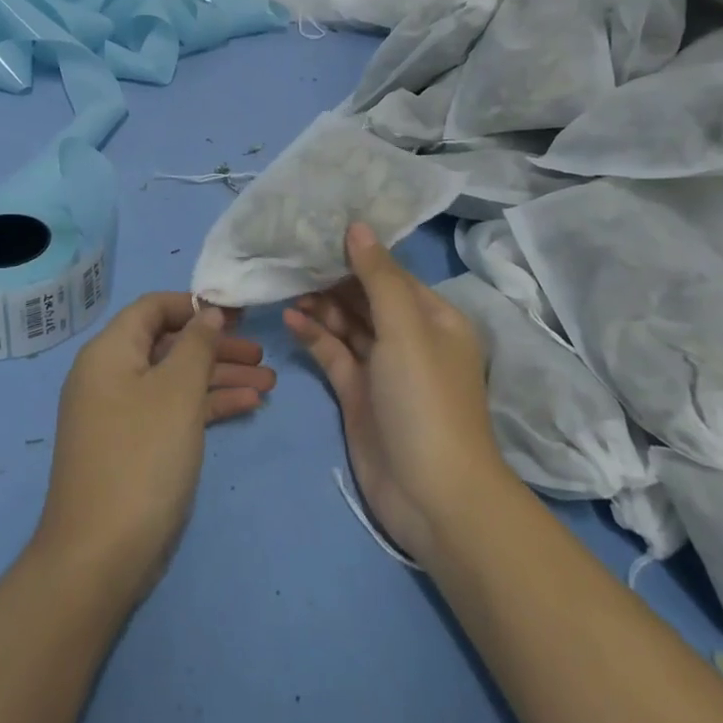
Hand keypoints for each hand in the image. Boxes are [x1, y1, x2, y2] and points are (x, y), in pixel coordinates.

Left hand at [33, 292, 274, 603]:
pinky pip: (173, 411)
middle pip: (169, 344)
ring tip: (269, 384)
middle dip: (216, 347)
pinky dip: (207, 406)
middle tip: (262, 354)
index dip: (195, 305)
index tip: (238, 314)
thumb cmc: (142, 457)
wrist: (100, 555)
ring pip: (176, 380)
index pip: (153, 308)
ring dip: (220, 378)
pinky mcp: (134, 447)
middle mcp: (111, 376)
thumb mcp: (177, 392)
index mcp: (110, 352)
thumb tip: (207, 313)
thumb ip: (197, 345)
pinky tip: (247, 406)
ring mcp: (121, 414)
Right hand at [285, 223, 507, 562]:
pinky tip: (291, 318)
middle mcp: (410, 338)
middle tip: (292, 257)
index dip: (358, 253)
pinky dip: (315, 336)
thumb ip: (379, 277)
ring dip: (321, 305)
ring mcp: (383, 368)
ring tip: (287, 286)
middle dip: (334, 278)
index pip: (392, 274)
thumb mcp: (406, 330)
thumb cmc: (426, 400)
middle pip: (367, 297)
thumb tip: (358, 226)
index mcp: (434, 318)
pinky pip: (334, 354)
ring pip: (348, 325)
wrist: (433, 495)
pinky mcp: (358, 394)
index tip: (319, 230)